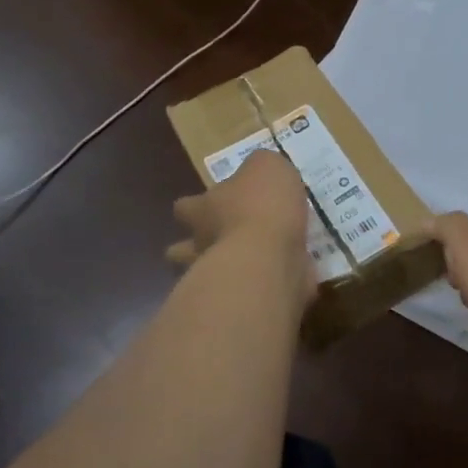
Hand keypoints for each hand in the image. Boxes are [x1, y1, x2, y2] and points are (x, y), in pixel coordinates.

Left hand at [167, 149, 313, 306]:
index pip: (184, 206)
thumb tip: (261, 170)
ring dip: (225, 271)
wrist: (270, 260)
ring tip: (255, 263)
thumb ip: (261, 167)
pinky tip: (286, 278)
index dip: (195, 205)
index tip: (212, 203)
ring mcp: (218, 278)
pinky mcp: (244, 301)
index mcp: (203, 209)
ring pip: (208, 277)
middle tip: (225, 240)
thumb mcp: (267, 167)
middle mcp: (201, 244)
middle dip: (196, 246)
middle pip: (181, 249)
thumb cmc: (262, 207)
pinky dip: (265, 287)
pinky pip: (252, 292)